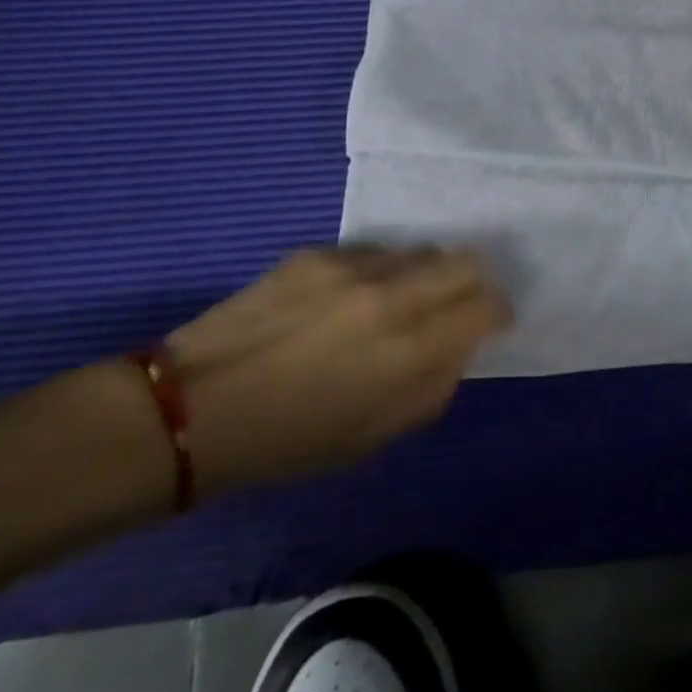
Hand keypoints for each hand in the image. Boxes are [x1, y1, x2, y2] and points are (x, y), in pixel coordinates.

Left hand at [164, 245, 509, 496]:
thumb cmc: (290, 440)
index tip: (490, 324)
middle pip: (466, 260)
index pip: (486, 304)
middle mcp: (392, 295)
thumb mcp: (375, 436)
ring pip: (422, 250)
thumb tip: (461, 347)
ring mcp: (354, 266)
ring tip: (399, 302)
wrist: (193, 408)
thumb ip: (434, 386)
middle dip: (473, 282)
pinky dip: (381, 271)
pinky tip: (350, 298)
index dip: (498, 312)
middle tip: (456, 306)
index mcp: (410, 349)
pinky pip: (375, 251)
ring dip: (425, 274)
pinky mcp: (319, 252)